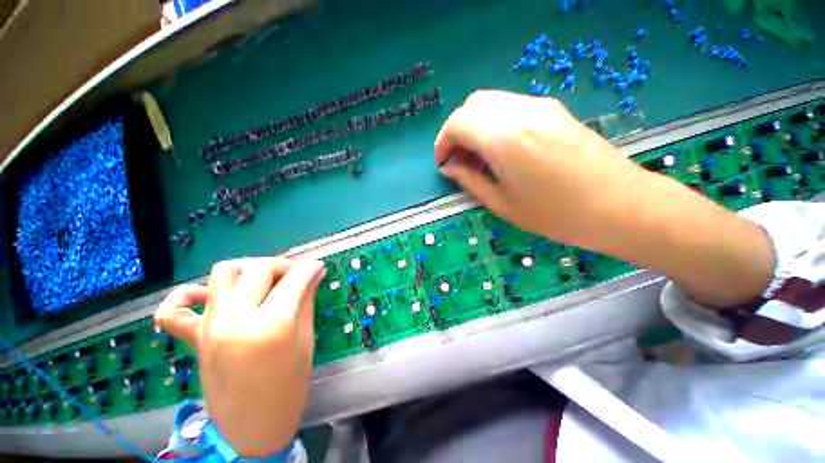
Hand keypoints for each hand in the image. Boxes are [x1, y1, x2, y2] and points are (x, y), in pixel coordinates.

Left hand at [154, 257, 325, 457]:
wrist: (254, 427)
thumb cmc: (290, 385)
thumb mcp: (305, 339)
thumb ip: (306, 300)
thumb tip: (314, 273)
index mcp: (272, 325)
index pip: (294, 280)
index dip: (310, 268)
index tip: (317, 265)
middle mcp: (236, 320)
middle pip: (258, 269)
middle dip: (282, 265)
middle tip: (295, 276)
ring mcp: (210, 328)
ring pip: (222, 273)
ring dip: (247, 268)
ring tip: (261, 280)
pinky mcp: (194, 339)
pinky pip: (173, 310)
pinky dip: (187, 295)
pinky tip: (208, 297)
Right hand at [436, 90, 772, 307]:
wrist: (619, 205)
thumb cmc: (555, 214)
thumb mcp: (502, 204)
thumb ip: (470, 181)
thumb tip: (449, 168)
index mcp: (504, 139)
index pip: (457, 122)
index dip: (443, 142)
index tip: (444, 163)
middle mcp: (520, 112)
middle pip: (472, 105)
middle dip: (457, 131)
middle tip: (461, 159)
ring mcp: (540, 106)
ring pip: (491, 102)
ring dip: (476, 126)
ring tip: (480, 157)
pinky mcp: (553, 109)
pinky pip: (511, 107)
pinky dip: (495, 123)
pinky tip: (503, 149)